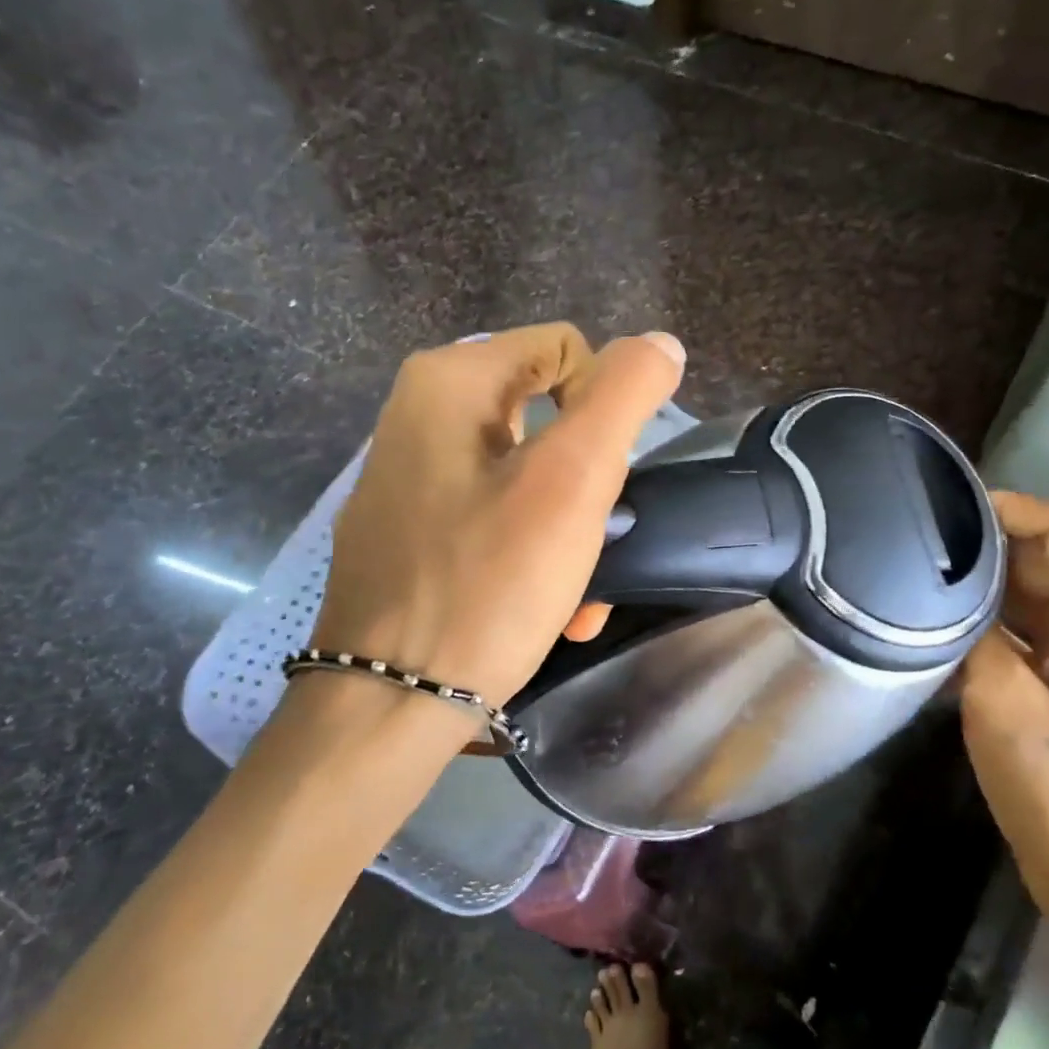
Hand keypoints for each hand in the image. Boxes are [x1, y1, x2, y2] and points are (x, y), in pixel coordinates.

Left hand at [311, 323, 684, 717]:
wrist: (390, 704)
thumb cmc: (489, 584)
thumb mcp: (573, 480)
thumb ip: (624, 396)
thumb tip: (658, 344)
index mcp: (448, 383)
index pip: (566, 351)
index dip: (605, 409)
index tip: (604, 482)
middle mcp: (417, 417)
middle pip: (548, 420)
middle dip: (591, 485)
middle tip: (598, 543)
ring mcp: (408, 480)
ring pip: (527, 477)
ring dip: (571, 531)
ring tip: (583, 597)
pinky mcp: (408, 534)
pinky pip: (492, 519)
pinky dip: (531, 553)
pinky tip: (551, 608)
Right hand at [959, 492, 1048, 1001]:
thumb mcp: (1003, 705)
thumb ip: (977, 638)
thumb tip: (950, 599)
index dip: (1011, 507)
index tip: (947, 509)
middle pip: (1048, 563)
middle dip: (987, 546)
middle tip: (915, 546)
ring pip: (1033, 605)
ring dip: (983, 591)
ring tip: (917, 584)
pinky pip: (1025, 644)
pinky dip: (987, 633)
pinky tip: (938, 642)